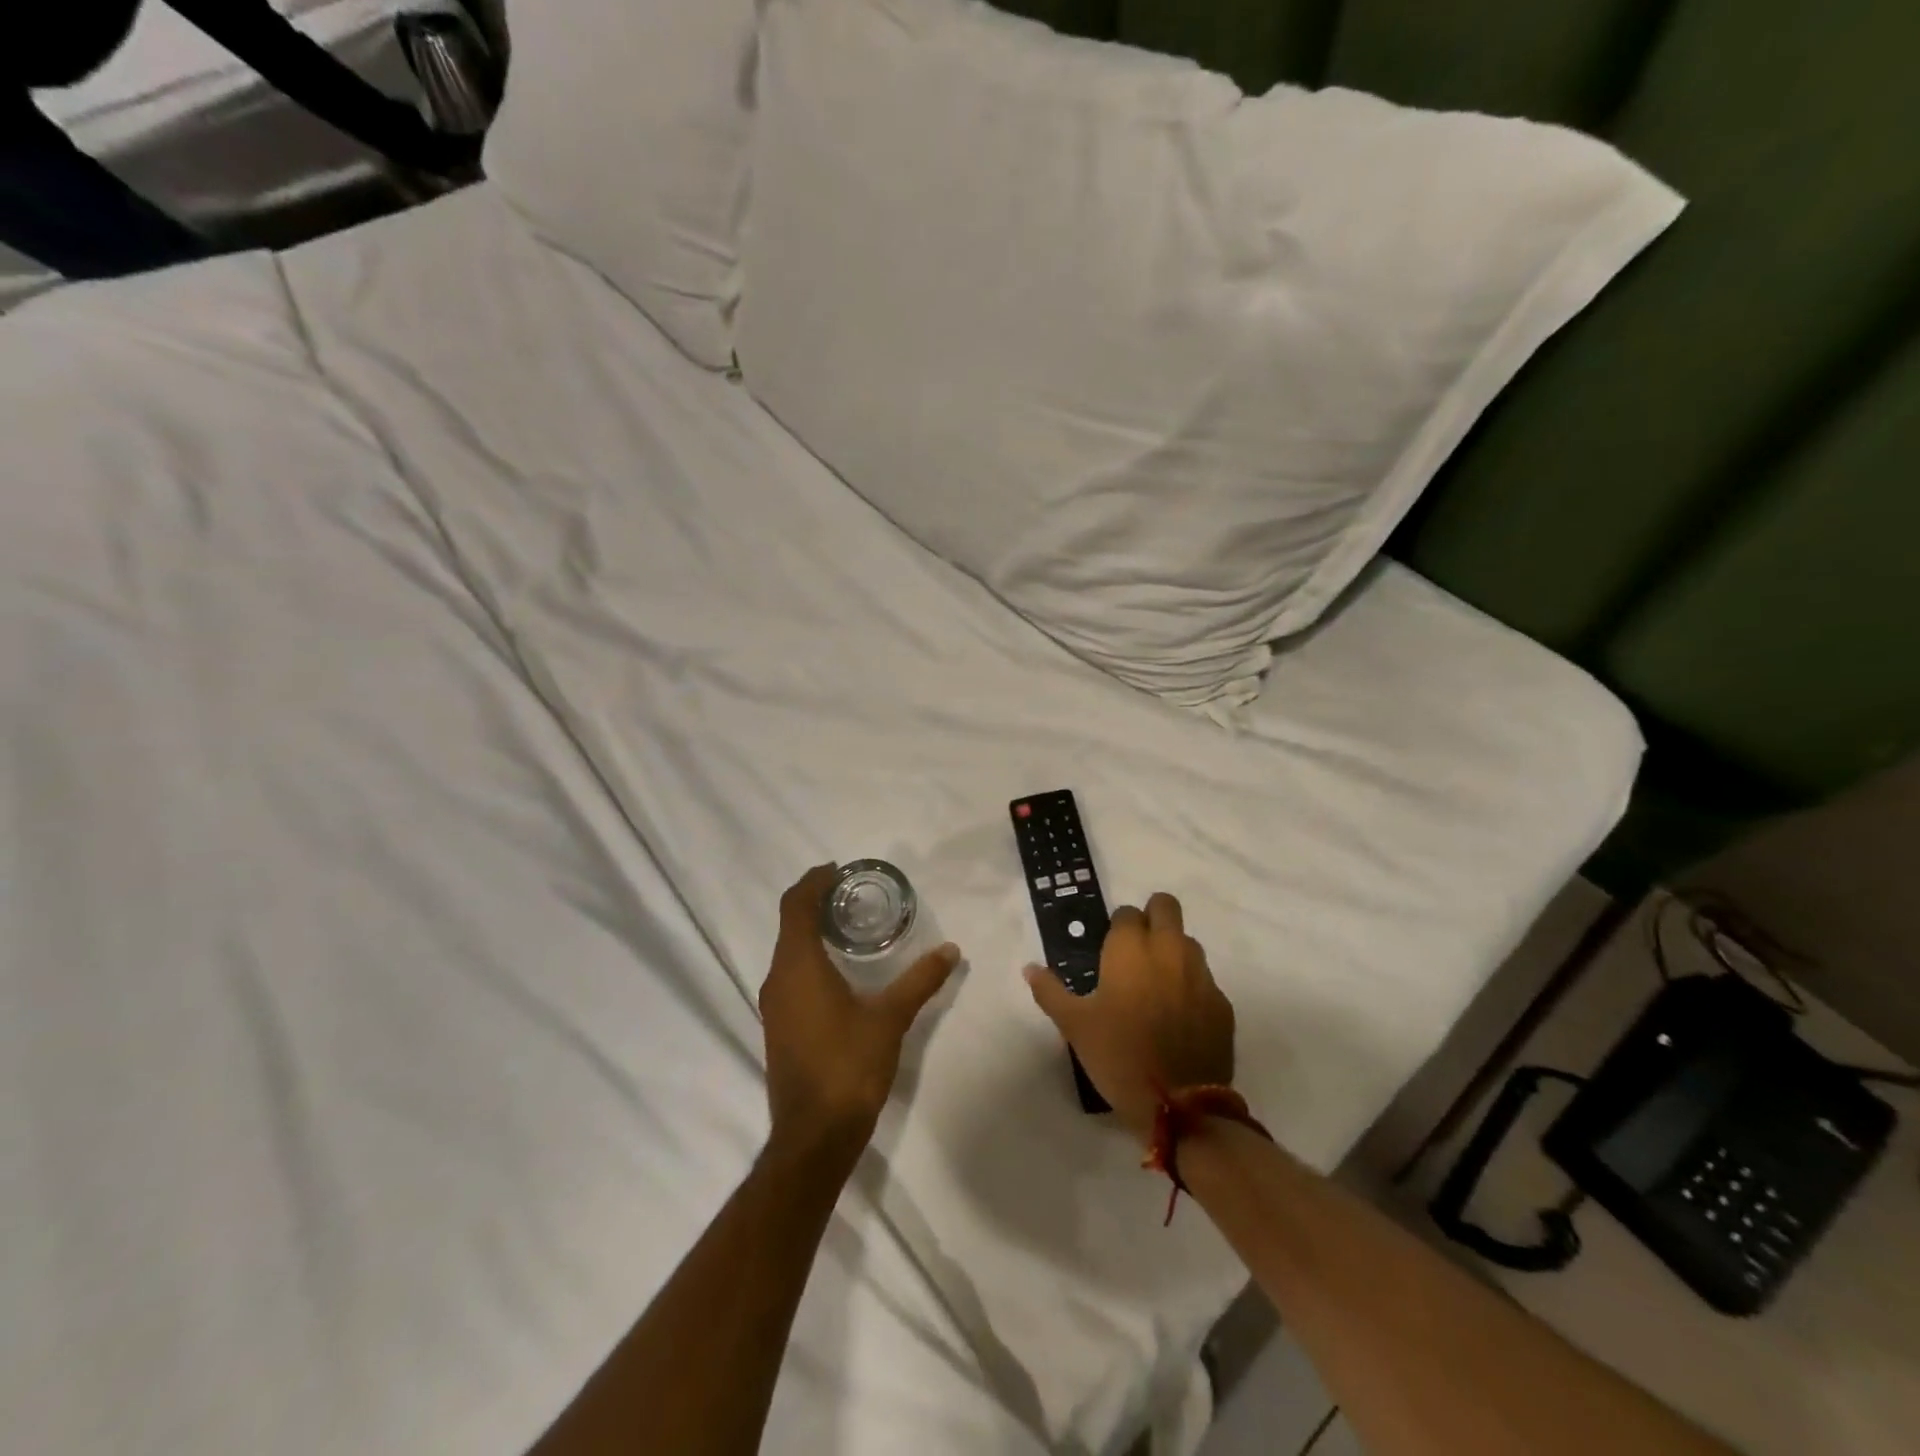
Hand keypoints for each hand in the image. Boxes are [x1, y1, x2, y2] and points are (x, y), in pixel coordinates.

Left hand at [760, 865, 959, 1165]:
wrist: (814, 1136)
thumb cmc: (848, 1066)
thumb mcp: (890, 1018)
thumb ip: (920, 980)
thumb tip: (951, 951)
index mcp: (798, 966)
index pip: (795, 905)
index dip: (813, 881)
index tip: (838, 869)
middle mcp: (777, 978)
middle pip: (790, 923)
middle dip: (815, 901)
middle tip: (853, 893)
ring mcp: (773, 1004)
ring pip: (788, 950)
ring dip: (812, 930)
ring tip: (850, 924)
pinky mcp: (778, 1025)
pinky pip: (790, 973)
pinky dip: (809, 956)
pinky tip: (839, 969)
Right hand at [1025, 892, 1235, 1143]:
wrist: (1180, 1106)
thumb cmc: (1119, 1056)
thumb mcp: (1074, 1025)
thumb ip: (1050, 991)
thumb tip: (1030, 968)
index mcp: (1131, 949)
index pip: (1127, 913)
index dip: (1118, 927)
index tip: (1110, 951)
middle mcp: (1169, 950)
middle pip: (1166, 907)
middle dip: (1153, 917)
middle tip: (1138, 949)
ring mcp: (1201, 975)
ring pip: (1188, 942)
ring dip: (1173, 951)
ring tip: (1157, 985)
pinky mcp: (1222, 1004)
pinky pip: (1205, 980)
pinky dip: (1191, 987)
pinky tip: (1178, 1017)